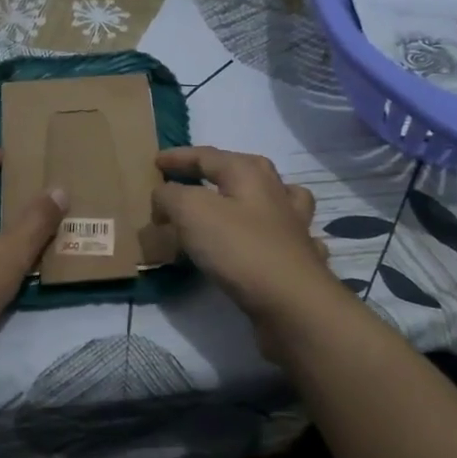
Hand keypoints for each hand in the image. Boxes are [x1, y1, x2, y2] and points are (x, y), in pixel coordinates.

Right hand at [153, 147, 345, 349]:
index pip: (207, 156)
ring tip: (236, 206)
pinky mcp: (300, 257)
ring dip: (254, 197)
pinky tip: (268, 243)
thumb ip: (171, 196)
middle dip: (217, 171)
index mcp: (249, 173)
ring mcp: (294, 225)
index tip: (156, 163)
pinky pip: (285, 236)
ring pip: (274, 199)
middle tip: (192, 181)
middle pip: (244, 171)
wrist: (291, 302)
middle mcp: (276, 192)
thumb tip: (164, 195)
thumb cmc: (239, 248)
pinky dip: (274, 234)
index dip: (179, 158)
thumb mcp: (191, 212)